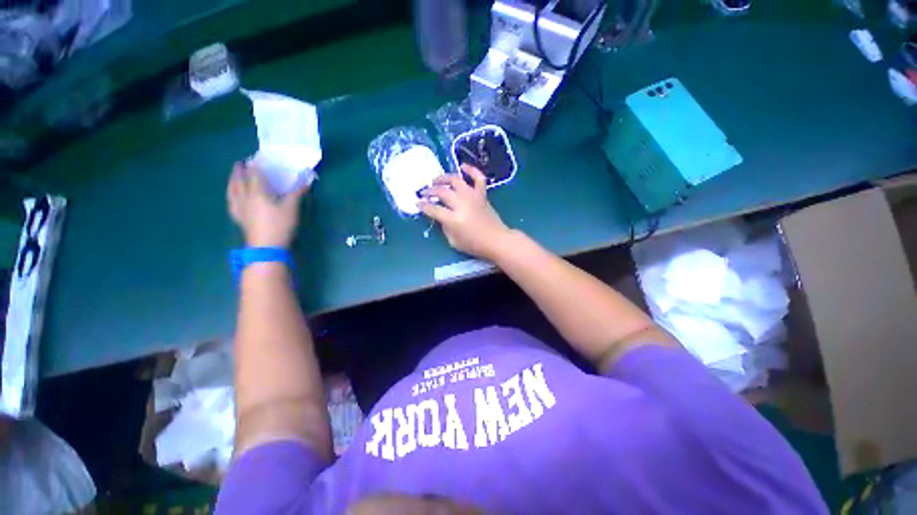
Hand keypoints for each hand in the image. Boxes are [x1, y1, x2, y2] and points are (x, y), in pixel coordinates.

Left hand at [226, 161, 308, 247]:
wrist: (266, 246)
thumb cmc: (280, 225)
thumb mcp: (292, 208)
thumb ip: (297, 192)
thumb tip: (306, 179)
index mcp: (257, 193)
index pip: (254, 175)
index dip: (254, 165)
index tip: (255, 157)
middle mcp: (244, 198)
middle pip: (239, 181)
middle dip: (239, 171)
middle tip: (240, 163)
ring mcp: (239, 209)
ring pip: (232, 191)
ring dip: (232, 181)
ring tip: (233, 177)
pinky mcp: (239, 219)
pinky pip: (231, 203)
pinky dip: (231, 196)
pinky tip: (232, 198)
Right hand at [419, 164, 512, 260]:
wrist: (496, 240)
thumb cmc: (474, 245)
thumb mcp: (453, 241)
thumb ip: (444, 227)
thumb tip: (440, 216)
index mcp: (454, 219)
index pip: (433, 209)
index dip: (423, 206)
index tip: (418, 203)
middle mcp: (462, 204)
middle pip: (442, 192)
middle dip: (430, 191)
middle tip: (424, 193)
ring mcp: (473, 197)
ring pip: (456, 180)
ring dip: (444, 178)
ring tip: (436, 180)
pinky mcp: (482, 195)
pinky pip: (478, 178)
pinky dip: (471, 170)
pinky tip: (463, 166)